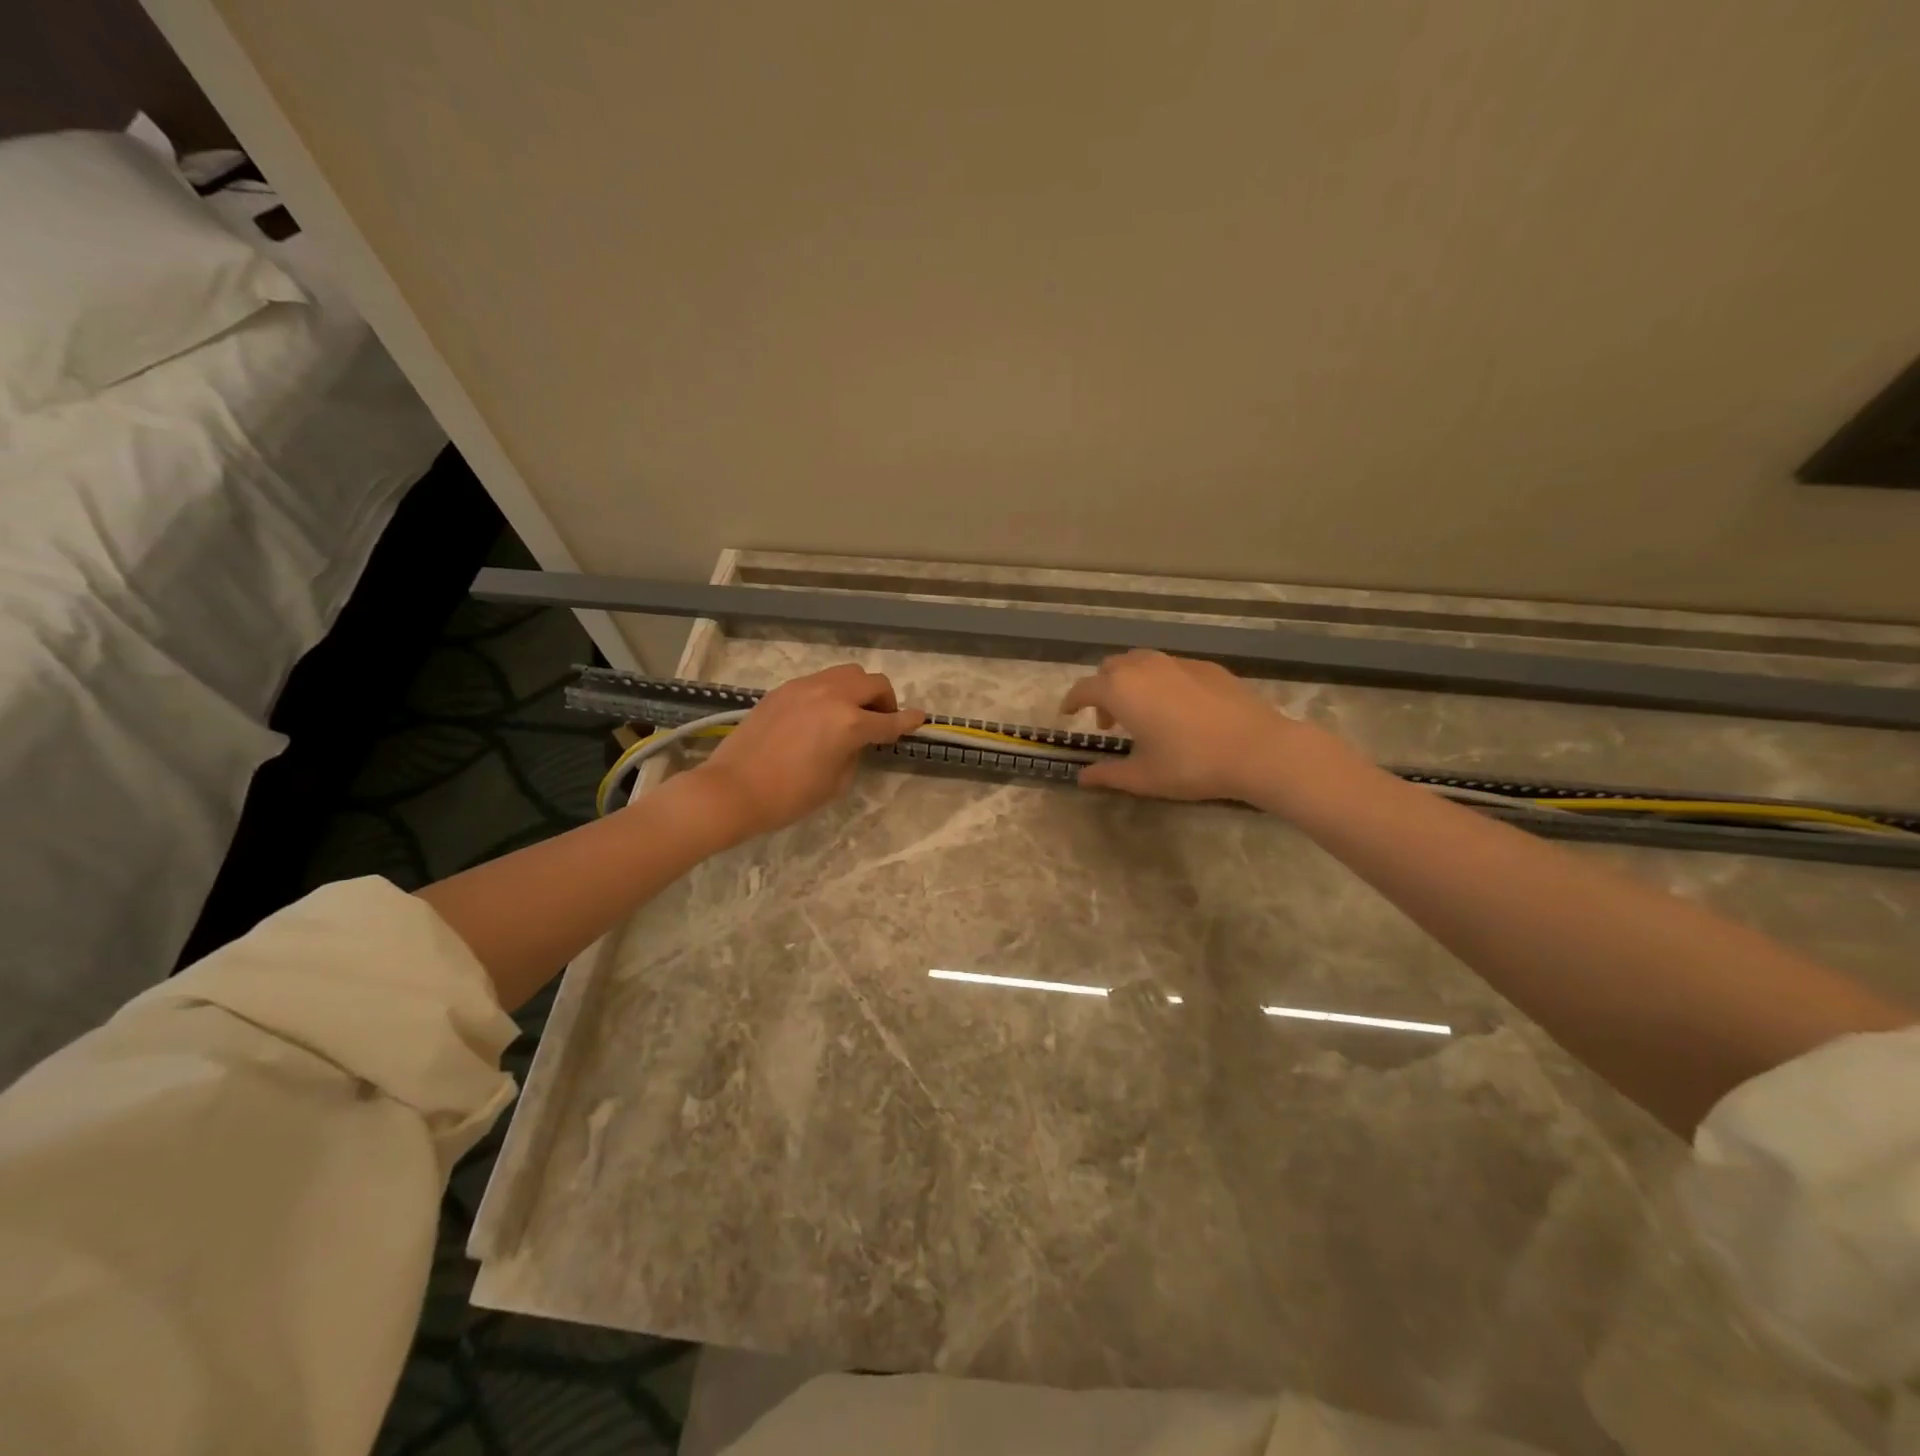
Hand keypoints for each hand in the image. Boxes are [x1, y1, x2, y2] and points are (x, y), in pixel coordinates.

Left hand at [687, 664, 924, 841]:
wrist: (732, 789)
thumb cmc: (788, 796)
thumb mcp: (835, 782)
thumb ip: (853, 753)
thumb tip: (854, 741)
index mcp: (849, 724)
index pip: (889, 720)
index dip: (908, 721)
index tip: (920, 718)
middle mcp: (831, 696)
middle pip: (873, 682)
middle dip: (885, 700)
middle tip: (881, 720)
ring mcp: (804, 688)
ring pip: (846, 673)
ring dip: (859, 689)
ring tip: (852, 712)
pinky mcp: (783, 690)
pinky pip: (819, 680)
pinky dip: (832, 691)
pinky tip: (821, 714)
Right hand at [1059, 649, 1350, 803]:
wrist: (1257, 748)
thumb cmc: (1190, 764)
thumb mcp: (1143, 777)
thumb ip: (1107, 774)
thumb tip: (1082, 778)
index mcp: (1121, 690)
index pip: (1084, 689)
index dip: (1071, 701)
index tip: (1067, 713)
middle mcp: (1144, 667)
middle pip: (1111, 668)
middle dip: (1102, 690)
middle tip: (1108, 721)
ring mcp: (1177, 663)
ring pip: (1141, 663)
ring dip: (1130, 683)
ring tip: (1141, 713)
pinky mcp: (1206, 667)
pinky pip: (1170, 668)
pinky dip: (1159, 682)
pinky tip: (1176, 709)